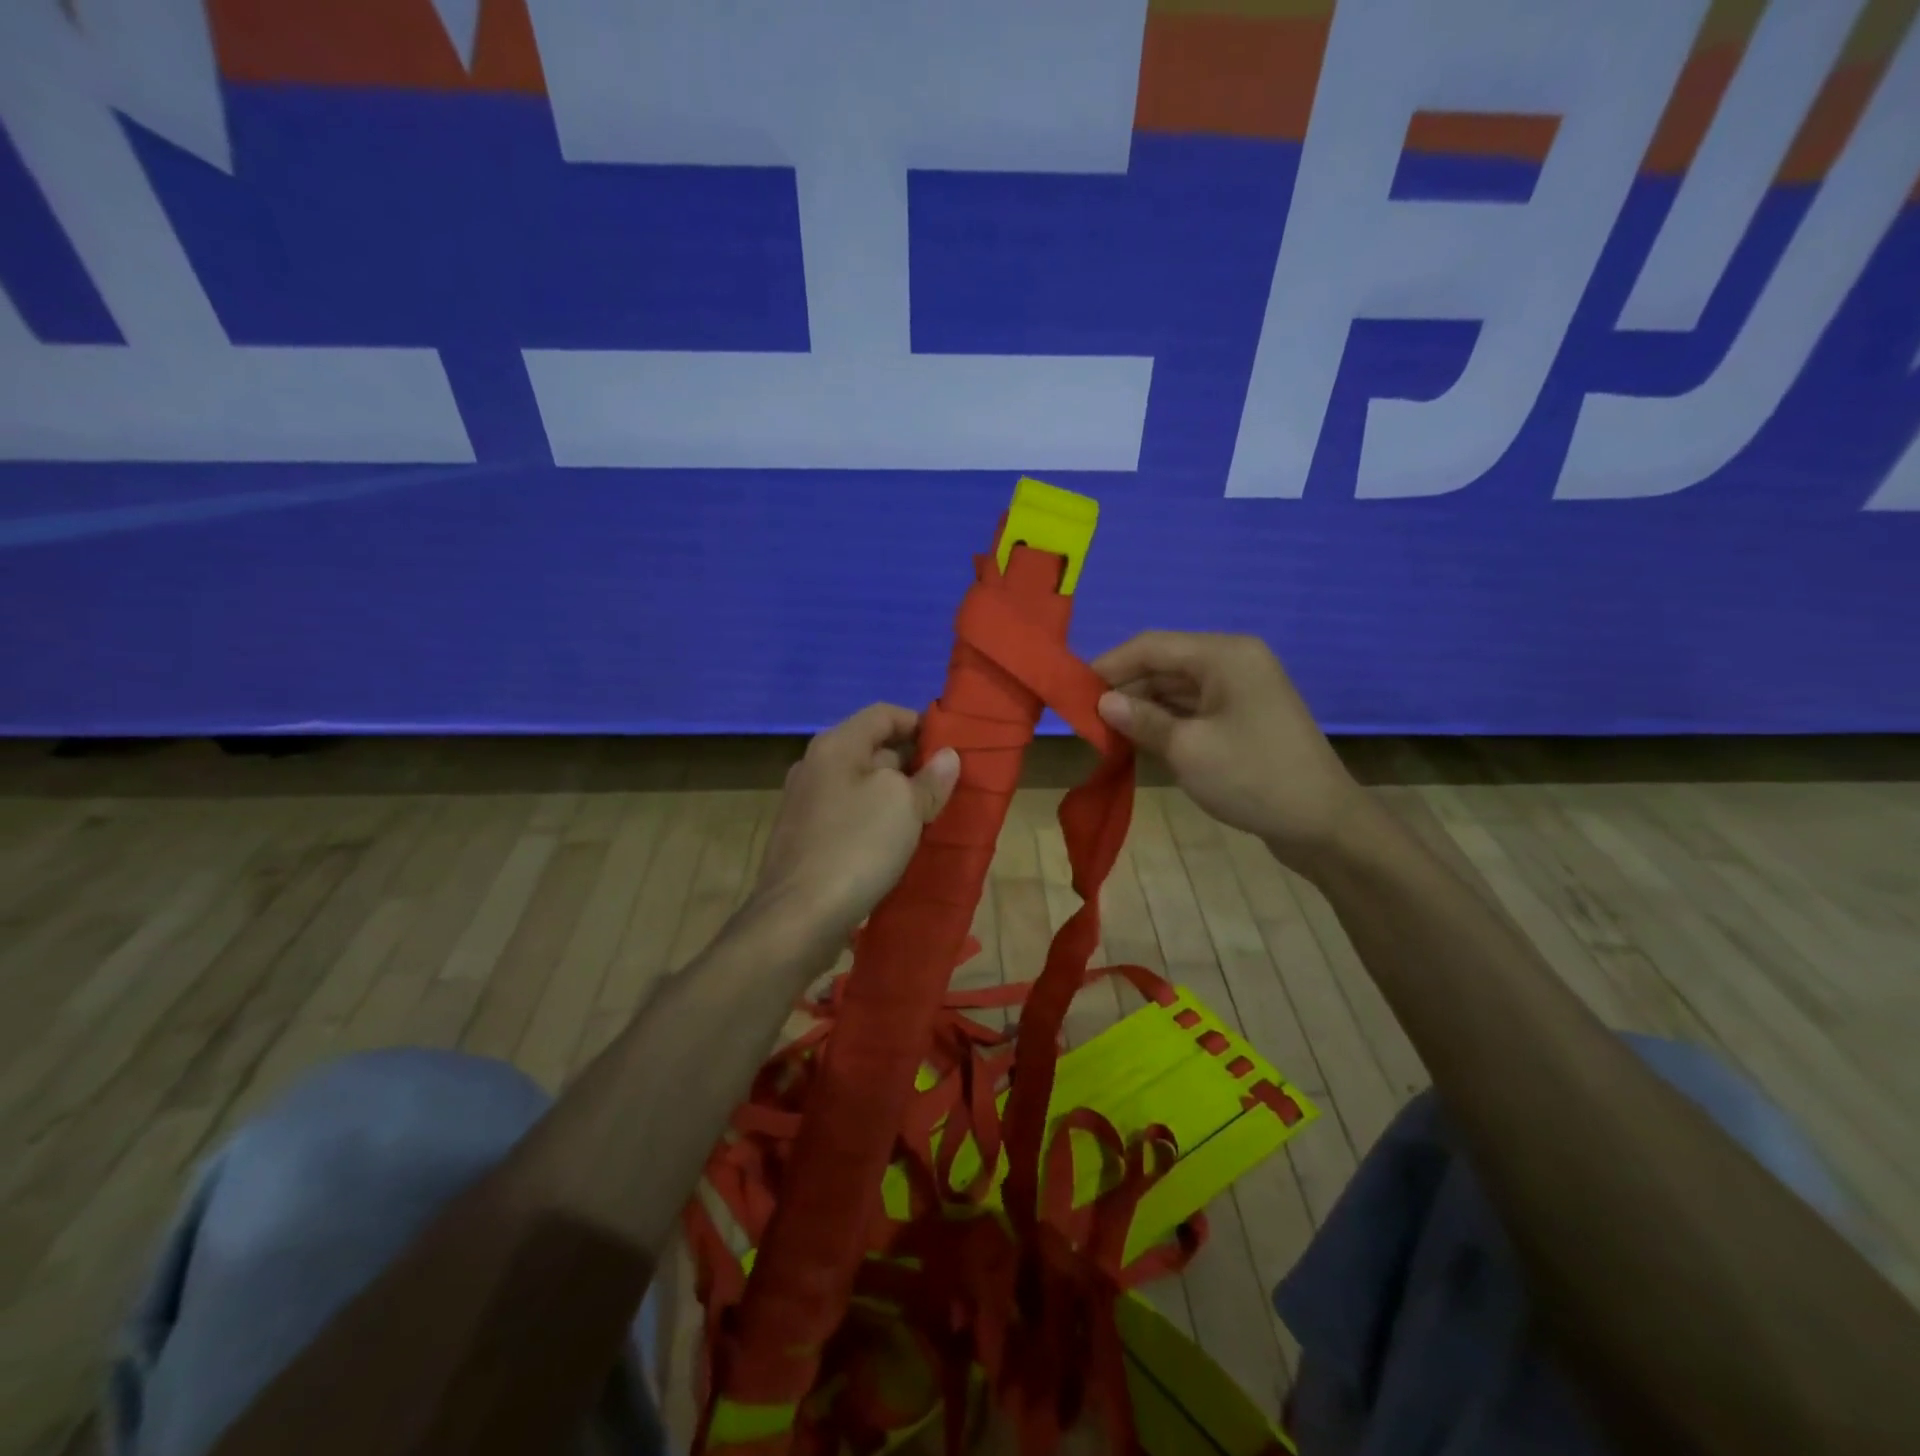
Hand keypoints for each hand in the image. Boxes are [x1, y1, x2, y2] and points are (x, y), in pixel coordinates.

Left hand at [751, 703, 960, 939]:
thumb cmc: (856, 846)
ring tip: (929, 815)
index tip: (951, 746)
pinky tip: (896, 843)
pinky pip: (848, 815)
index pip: (883, 713)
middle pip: (872, 748)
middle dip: (912, 762)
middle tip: (947, 785)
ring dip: (895, 795)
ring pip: (861, 785)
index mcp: (836, 745)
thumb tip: (948, 756)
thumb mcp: (904, 805)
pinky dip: (875, 819)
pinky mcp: (804, 838)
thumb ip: (930, 778)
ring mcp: (805, 804)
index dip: (919, 723)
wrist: (798, 917)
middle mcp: (815, 766)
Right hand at [1092, 631, 1367, 872]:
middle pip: (1163, 665)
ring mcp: (1241, 691)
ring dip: (1142, 708)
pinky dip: (1165, 722)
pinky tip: (1139, 742)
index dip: (1108, 666)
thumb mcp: (1188, 749)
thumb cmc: (1252, 778)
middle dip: (1124, 690)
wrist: (1322, 824)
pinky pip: (1193, 709)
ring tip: (1105, 734)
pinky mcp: (1243, 717)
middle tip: (1085, 721)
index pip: (1151, 646)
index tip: (1073, 691)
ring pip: (1176, 689)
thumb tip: (1102, 703)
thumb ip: (1141, 720)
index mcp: (1224, 655)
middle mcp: (1233, 662)